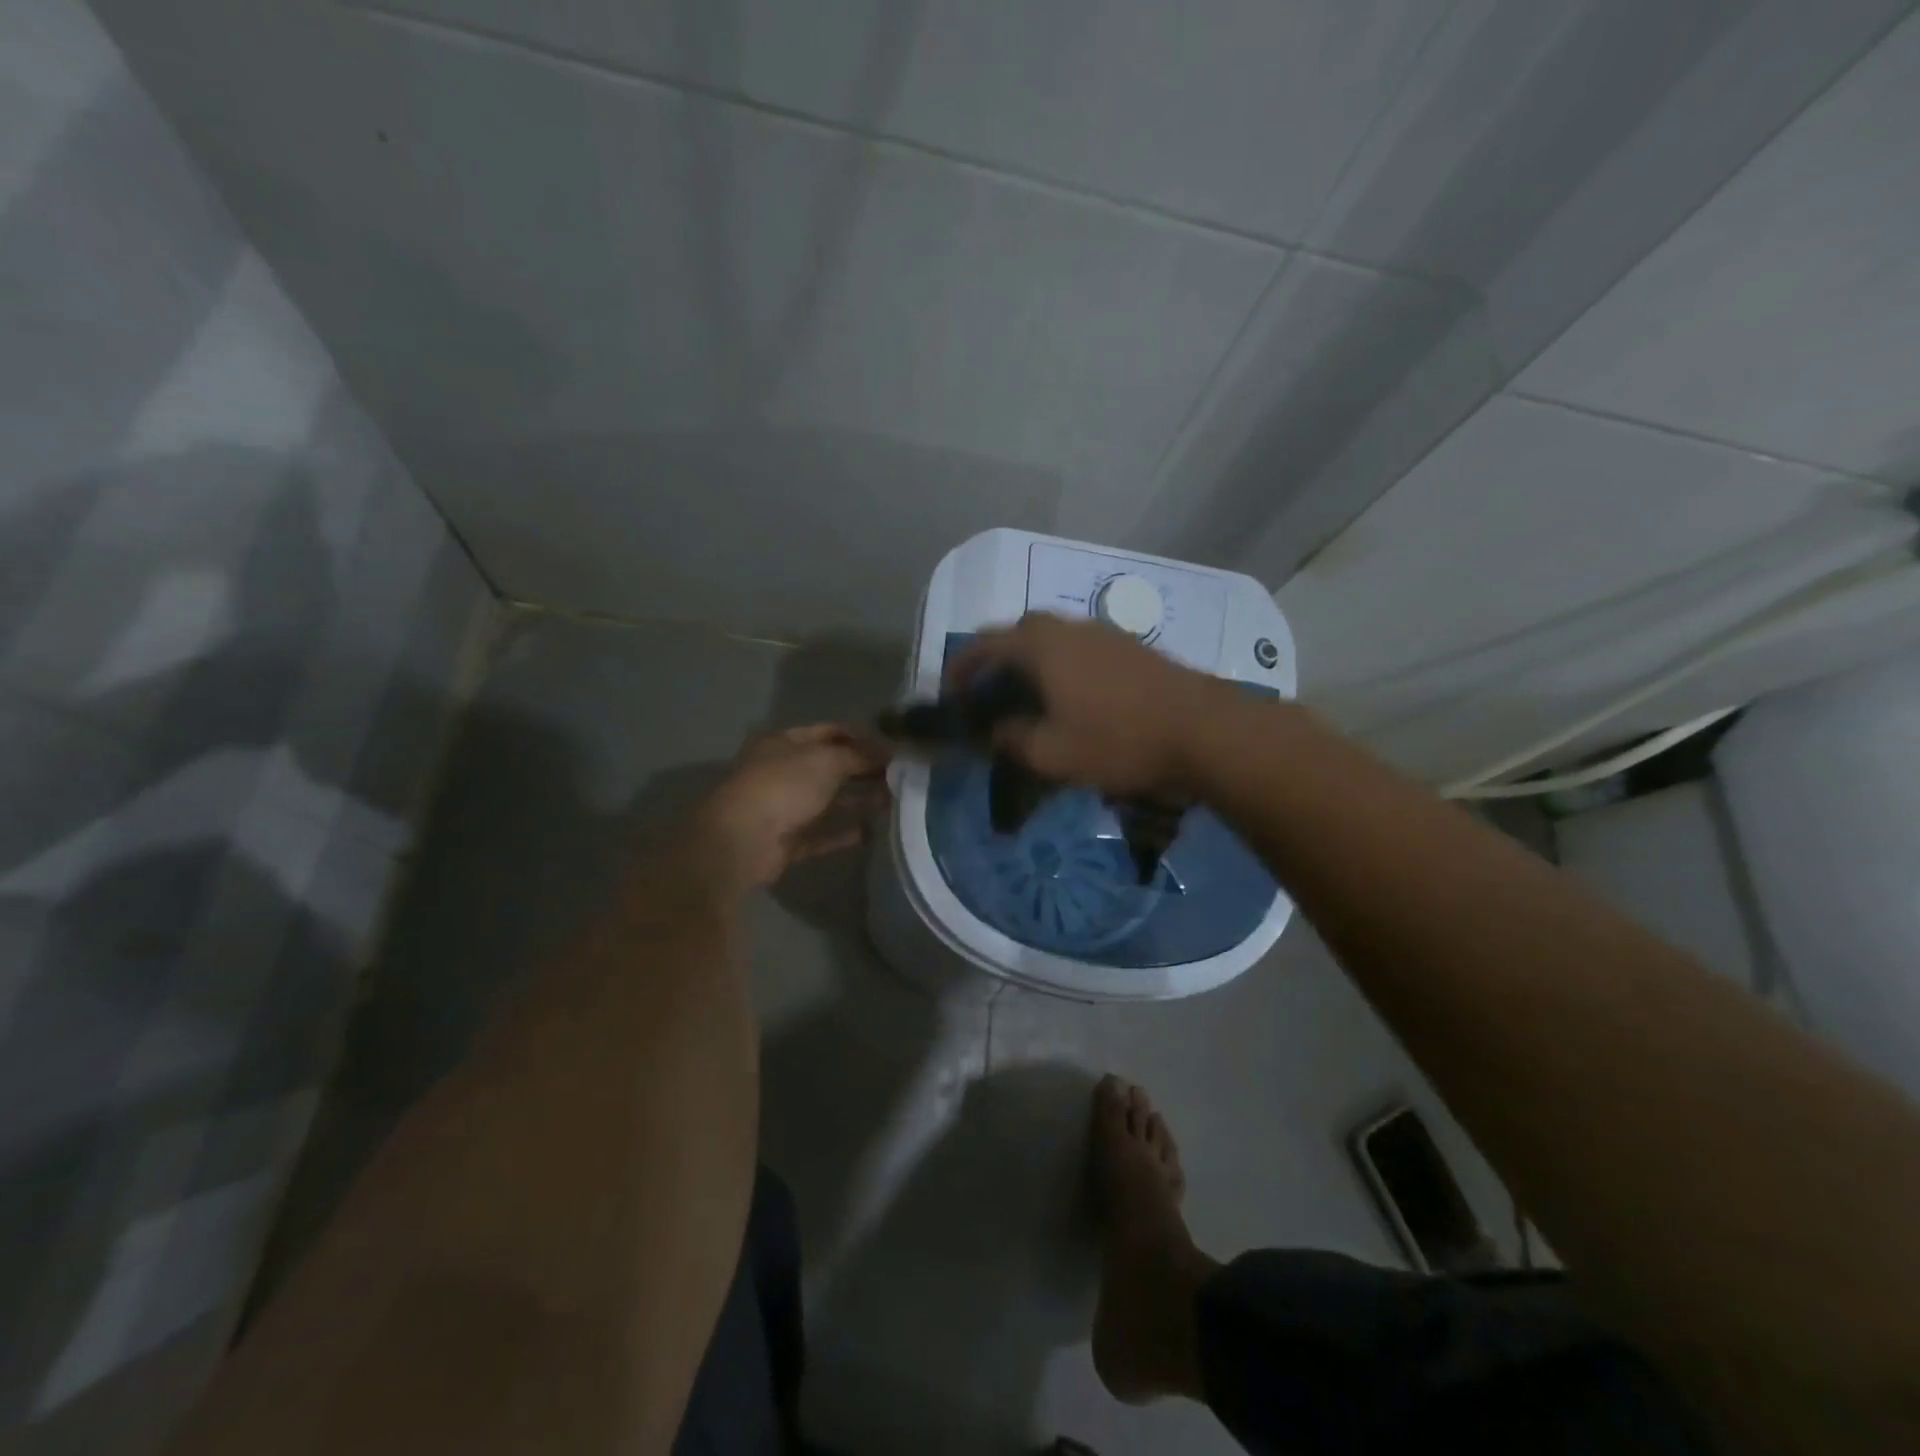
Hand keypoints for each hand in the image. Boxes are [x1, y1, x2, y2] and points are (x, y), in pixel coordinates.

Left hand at [691, 724, 889, 891]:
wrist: (742, 840)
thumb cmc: (784, 786)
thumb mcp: (827, 760)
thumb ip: (859, 756)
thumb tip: (887, 753)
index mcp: (784, 743)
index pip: (828, 732)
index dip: (860, 737)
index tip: (892, 747)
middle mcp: (783, 772)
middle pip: (830, 767)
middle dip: (863, 770)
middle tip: (899, 776)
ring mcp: (783, 808)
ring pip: (827, 801)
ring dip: (858, 800)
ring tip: (892, 801)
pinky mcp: (787, 841)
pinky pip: (820, 834)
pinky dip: (843, 833)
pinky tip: (870, 832)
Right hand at [949, 613, 1222, 795]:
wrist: (1203, 730)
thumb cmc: (1118, 741)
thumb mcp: (1052, 754)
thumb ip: (1012, 739)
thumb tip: (995, 731)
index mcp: (1042, 646)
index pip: (986, 643)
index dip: (962, 666)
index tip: (953, 693)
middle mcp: (1070, 628)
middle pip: (1020, 632)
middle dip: (998, 659)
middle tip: (992, 693)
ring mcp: (1105, 633)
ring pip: (1054, 638)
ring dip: (1033, 662)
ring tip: (1031, 699)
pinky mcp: (1132, 647)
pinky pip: (1081, 648)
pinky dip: (1063, 666)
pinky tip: (1075, 699)